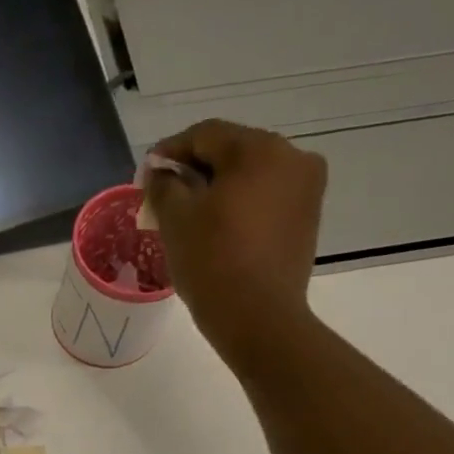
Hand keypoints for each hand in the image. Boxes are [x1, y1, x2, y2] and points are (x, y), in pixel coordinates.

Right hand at [145, 120, 328, 364]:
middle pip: (232, 151)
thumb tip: (161, 173)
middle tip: (164, 196)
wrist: (259, 318)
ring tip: (189, 215)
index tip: (145, 175)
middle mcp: (292, 157)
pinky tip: (218, 228)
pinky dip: (240, 205)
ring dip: (218, 188)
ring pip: (251, 175)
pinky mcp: (307, 216)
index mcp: (258, 149)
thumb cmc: (212, 263)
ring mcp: (306, 187)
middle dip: (195, 170)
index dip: (169, 152)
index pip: (205, 135)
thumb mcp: (175, 220)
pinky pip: (266, 197)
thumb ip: (163, 185)